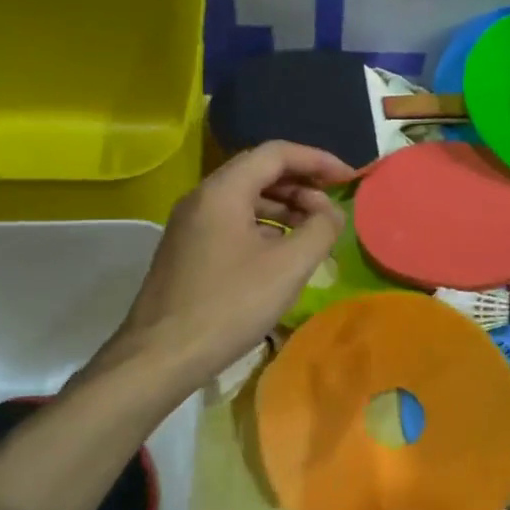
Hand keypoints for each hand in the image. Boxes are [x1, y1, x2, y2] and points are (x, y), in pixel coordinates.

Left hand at [114, 141, 355, 382]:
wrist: (161, 356)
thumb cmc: (229, 306)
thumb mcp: (288, 267)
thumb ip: (320, 230)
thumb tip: (332, 213)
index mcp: (223, 190)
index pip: (276, 153)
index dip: (317, 160)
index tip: (348, 178)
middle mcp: (202, 197)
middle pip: (258, 172)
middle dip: (301, 184)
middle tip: (331, 209)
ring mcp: (190, 224)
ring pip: (245, 199)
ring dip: (284, 207)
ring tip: (313, 232)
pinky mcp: (187, 249)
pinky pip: (231, 222)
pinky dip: (263, 227)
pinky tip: (281, 253)